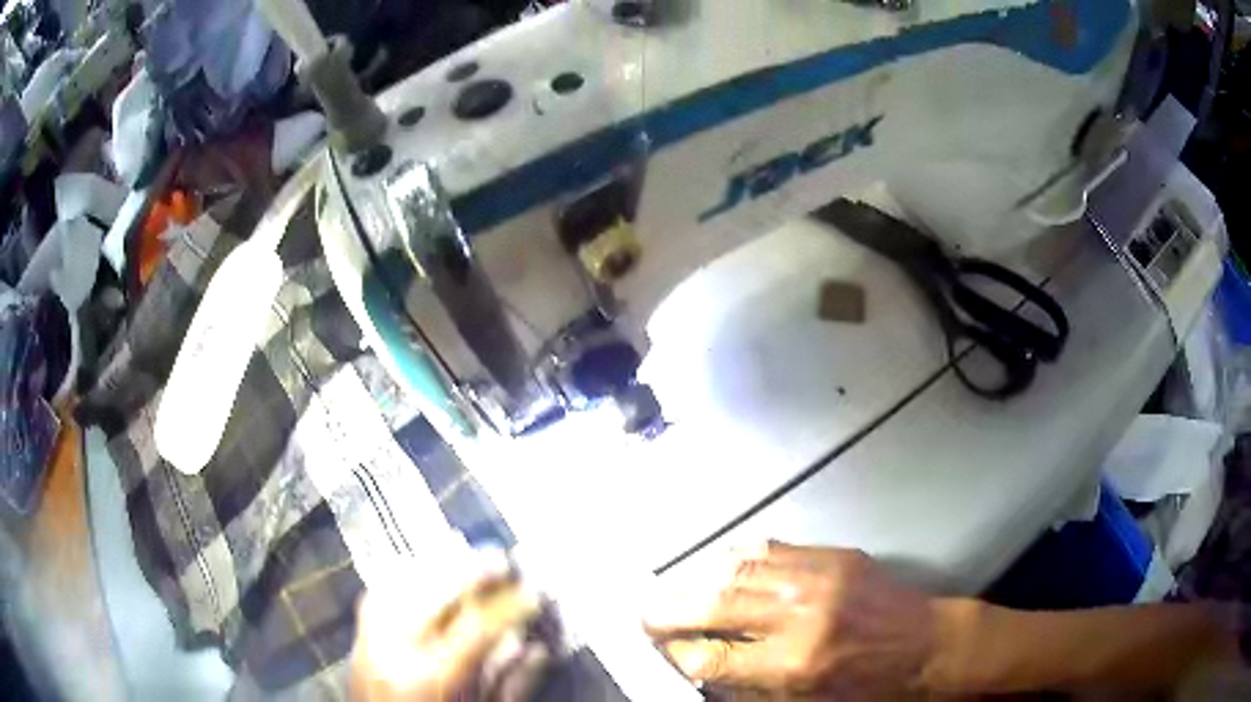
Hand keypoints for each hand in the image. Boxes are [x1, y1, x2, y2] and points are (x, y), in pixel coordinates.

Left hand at [350, 574, 542, 700]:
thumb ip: (512, 685)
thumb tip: (537, 648)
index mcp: (433, 677)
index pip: (477, 627)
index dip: (510, 606)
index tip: (535, 593)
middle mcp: (394, 652)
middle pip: (433, 594)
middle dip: (471, 571)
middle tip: (503, 560)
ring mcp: (367, 643)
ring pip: (398, 585)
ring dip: (433, 567)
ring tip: (463, 556)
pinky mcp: (356, 641)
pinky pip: (375, 596)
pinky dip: (400, 579)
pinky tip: (421, 574)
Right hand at [644, 543, 939, 695]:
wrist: (928, 646)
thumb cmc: (869, 688)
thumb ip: (750, 684)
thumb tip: (702, 665)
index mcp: (795, 663)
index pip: (713, 658)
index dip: (678, 654)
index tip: (661, 651)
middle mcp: (801, 615)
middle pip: (714, 605)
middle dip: (669, 610)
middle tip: (644, 613)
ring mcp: (819, 577)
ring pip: (736, 568)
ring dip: (695, 579)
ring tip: (673, 589)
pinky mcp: (834, 554)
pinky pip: (771, 548)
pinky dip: (736, 557)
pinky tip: (719, 566)